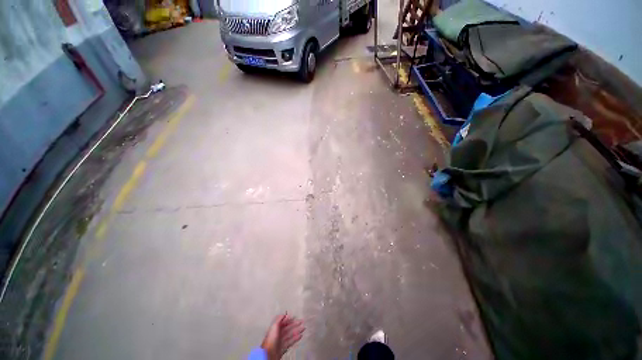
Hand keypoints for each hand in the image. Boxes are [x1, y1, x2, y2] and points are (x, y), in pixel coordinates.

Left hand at [261, 313, 304, 359]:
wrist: (269, 353)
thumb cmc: (271, 338)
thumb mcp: (274, 326)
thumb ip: (279, 319)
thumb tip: (285, 314)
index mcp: (276, 327)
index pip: (284, 322)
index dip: (289, 319)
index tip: (295, 316)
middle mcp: (279, 333)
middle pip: (288, 327)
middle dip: (295, 324)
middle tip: (302, 321)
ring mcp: (282, 340)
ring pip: (291, 334)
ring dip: (297, 330)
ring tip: (304, 328)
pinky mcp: (284, 347)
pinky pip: (291, 341)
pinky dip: (296, 338)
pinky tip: (300, 336)